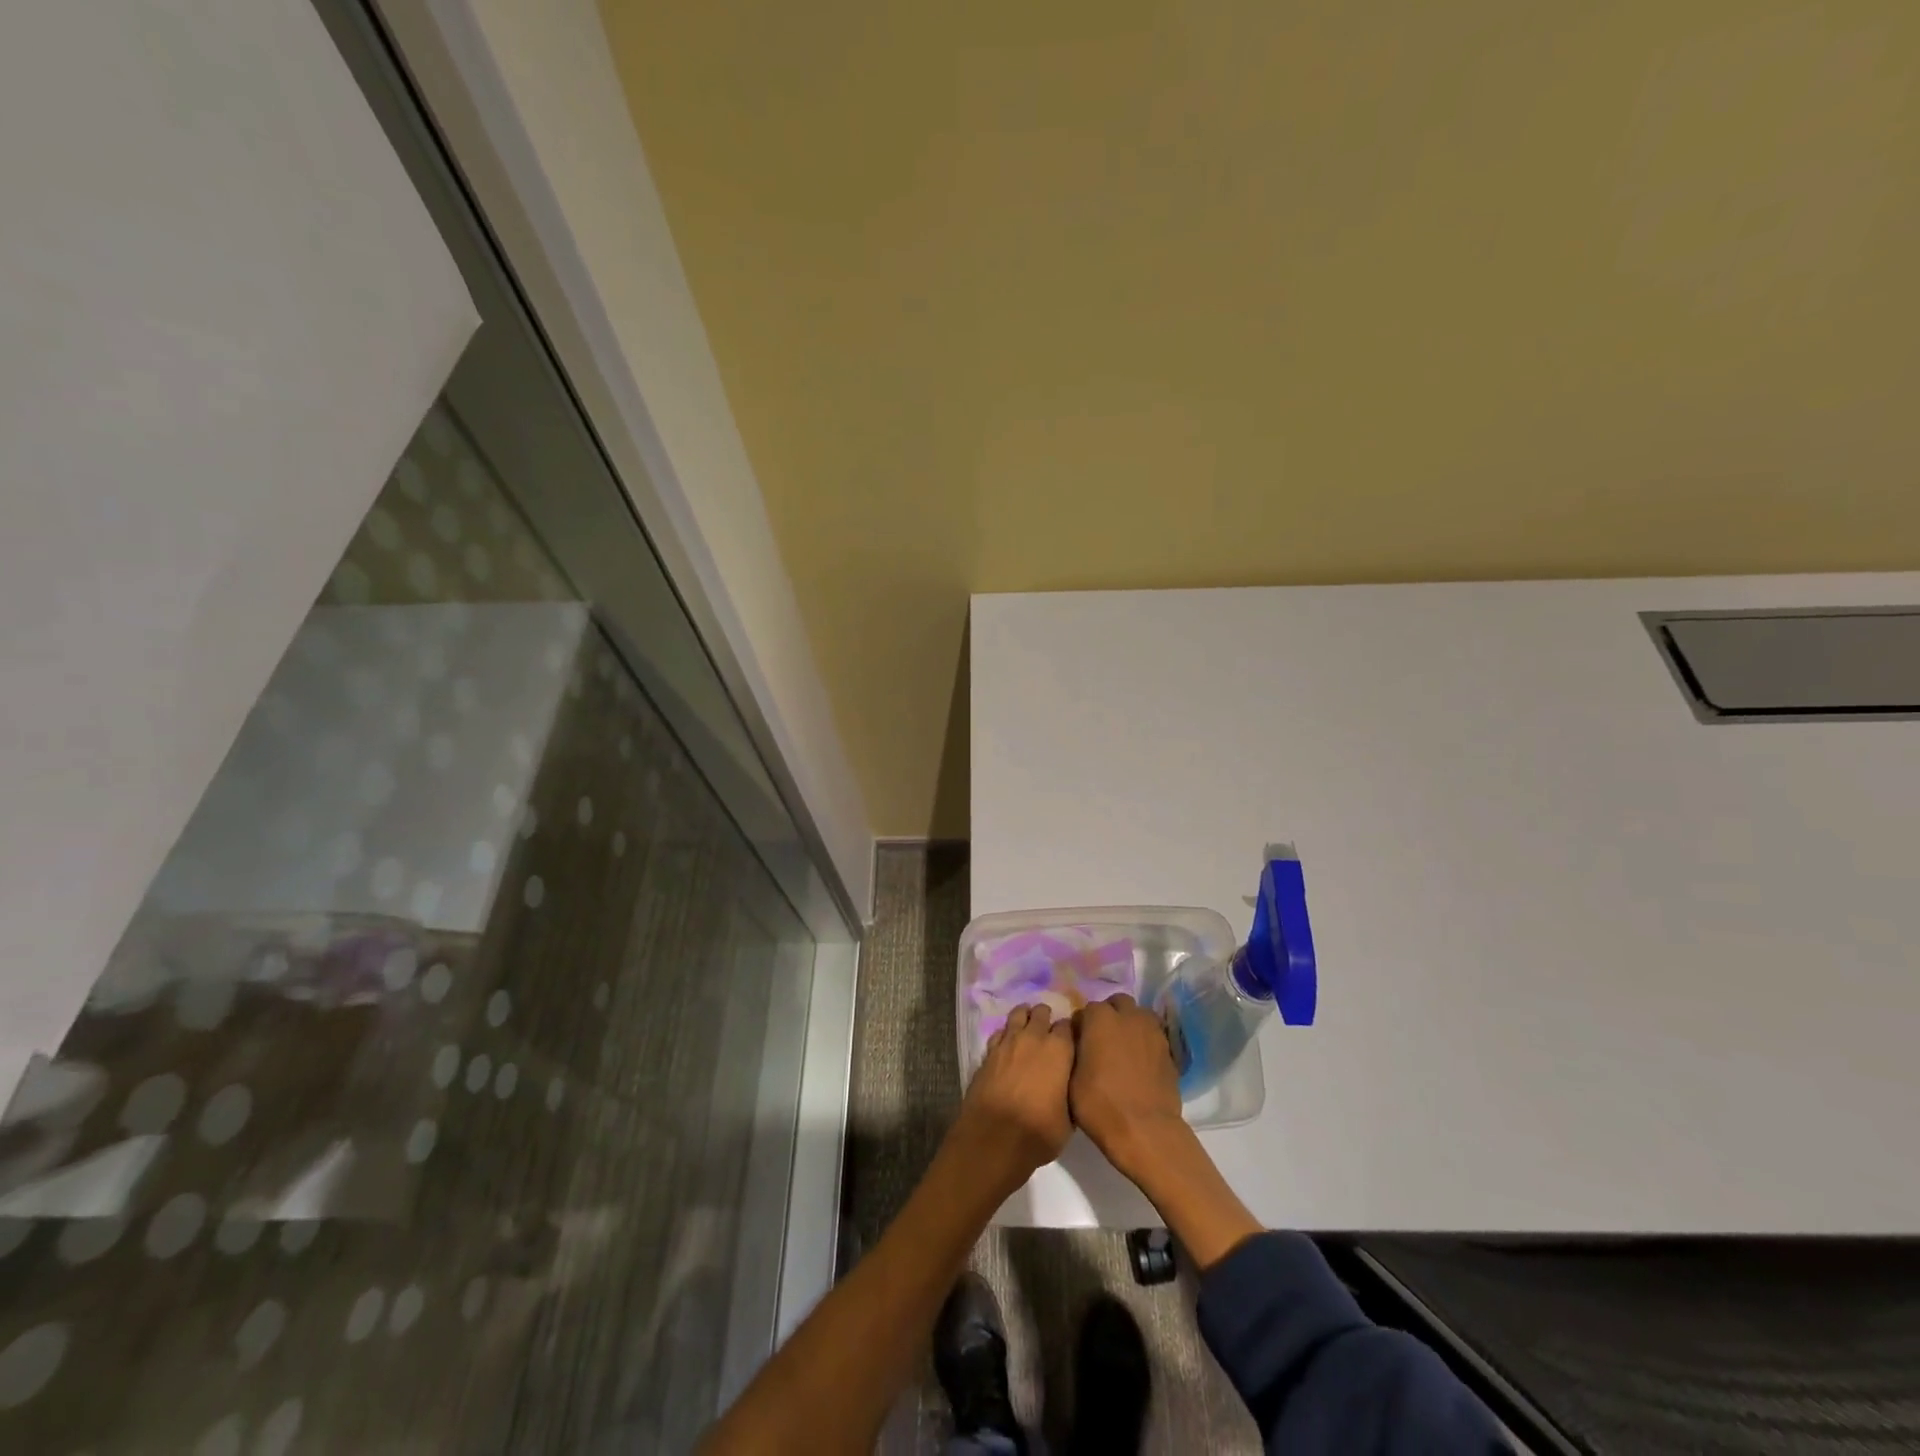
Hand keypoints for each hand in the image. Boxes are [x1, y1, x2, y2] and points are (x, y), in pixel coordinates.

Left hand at [949, 1004, 1074, 1189]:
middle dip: (1046, 1019)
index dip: (1069, 1032)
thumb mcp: (1069, 1119)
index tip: (1071, 1042)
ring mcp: (1008, 1042)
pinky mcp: (988, 1052)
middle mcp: (1034, 1037)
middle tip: (1049, 1034)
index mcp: (1059, 1050)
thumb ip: (1069, 1091)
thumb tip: (1066, 1085)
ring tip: (1028, 1029)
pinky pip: (1000, 1032)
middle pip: (1041, 1012)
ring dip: (1025, 1018)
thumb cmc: (1039, 1132)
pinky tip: (1008, 1046)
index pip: (1068, 1026)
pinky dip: (1005, 1035)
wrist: (995, 1139)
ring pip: (1018, 1014)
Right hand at [1069, 994, 1185, 1180]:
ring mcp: (1152, 1031)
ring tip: (1124, 1048)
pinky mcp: (1169, 1050)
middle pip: (1117, 1003)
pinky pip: (1154, 1036)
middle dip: (1109, 1015)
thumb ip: (1073, 1052)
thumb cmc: (1100, 1104)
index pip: (1086, 1011)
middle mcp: (1128, 1016)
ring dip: (1130, 1024)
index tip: (1079, 1043)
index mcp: (1099, 1018)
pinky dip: (1146, 1042)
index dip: (1081, 1027)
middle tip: (1102, 1040)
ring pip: (1140, 1015)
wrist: (1145, 1130)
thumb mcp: (1071, 1079)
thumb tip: (1078, 1043)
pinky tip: (1140, 1063)